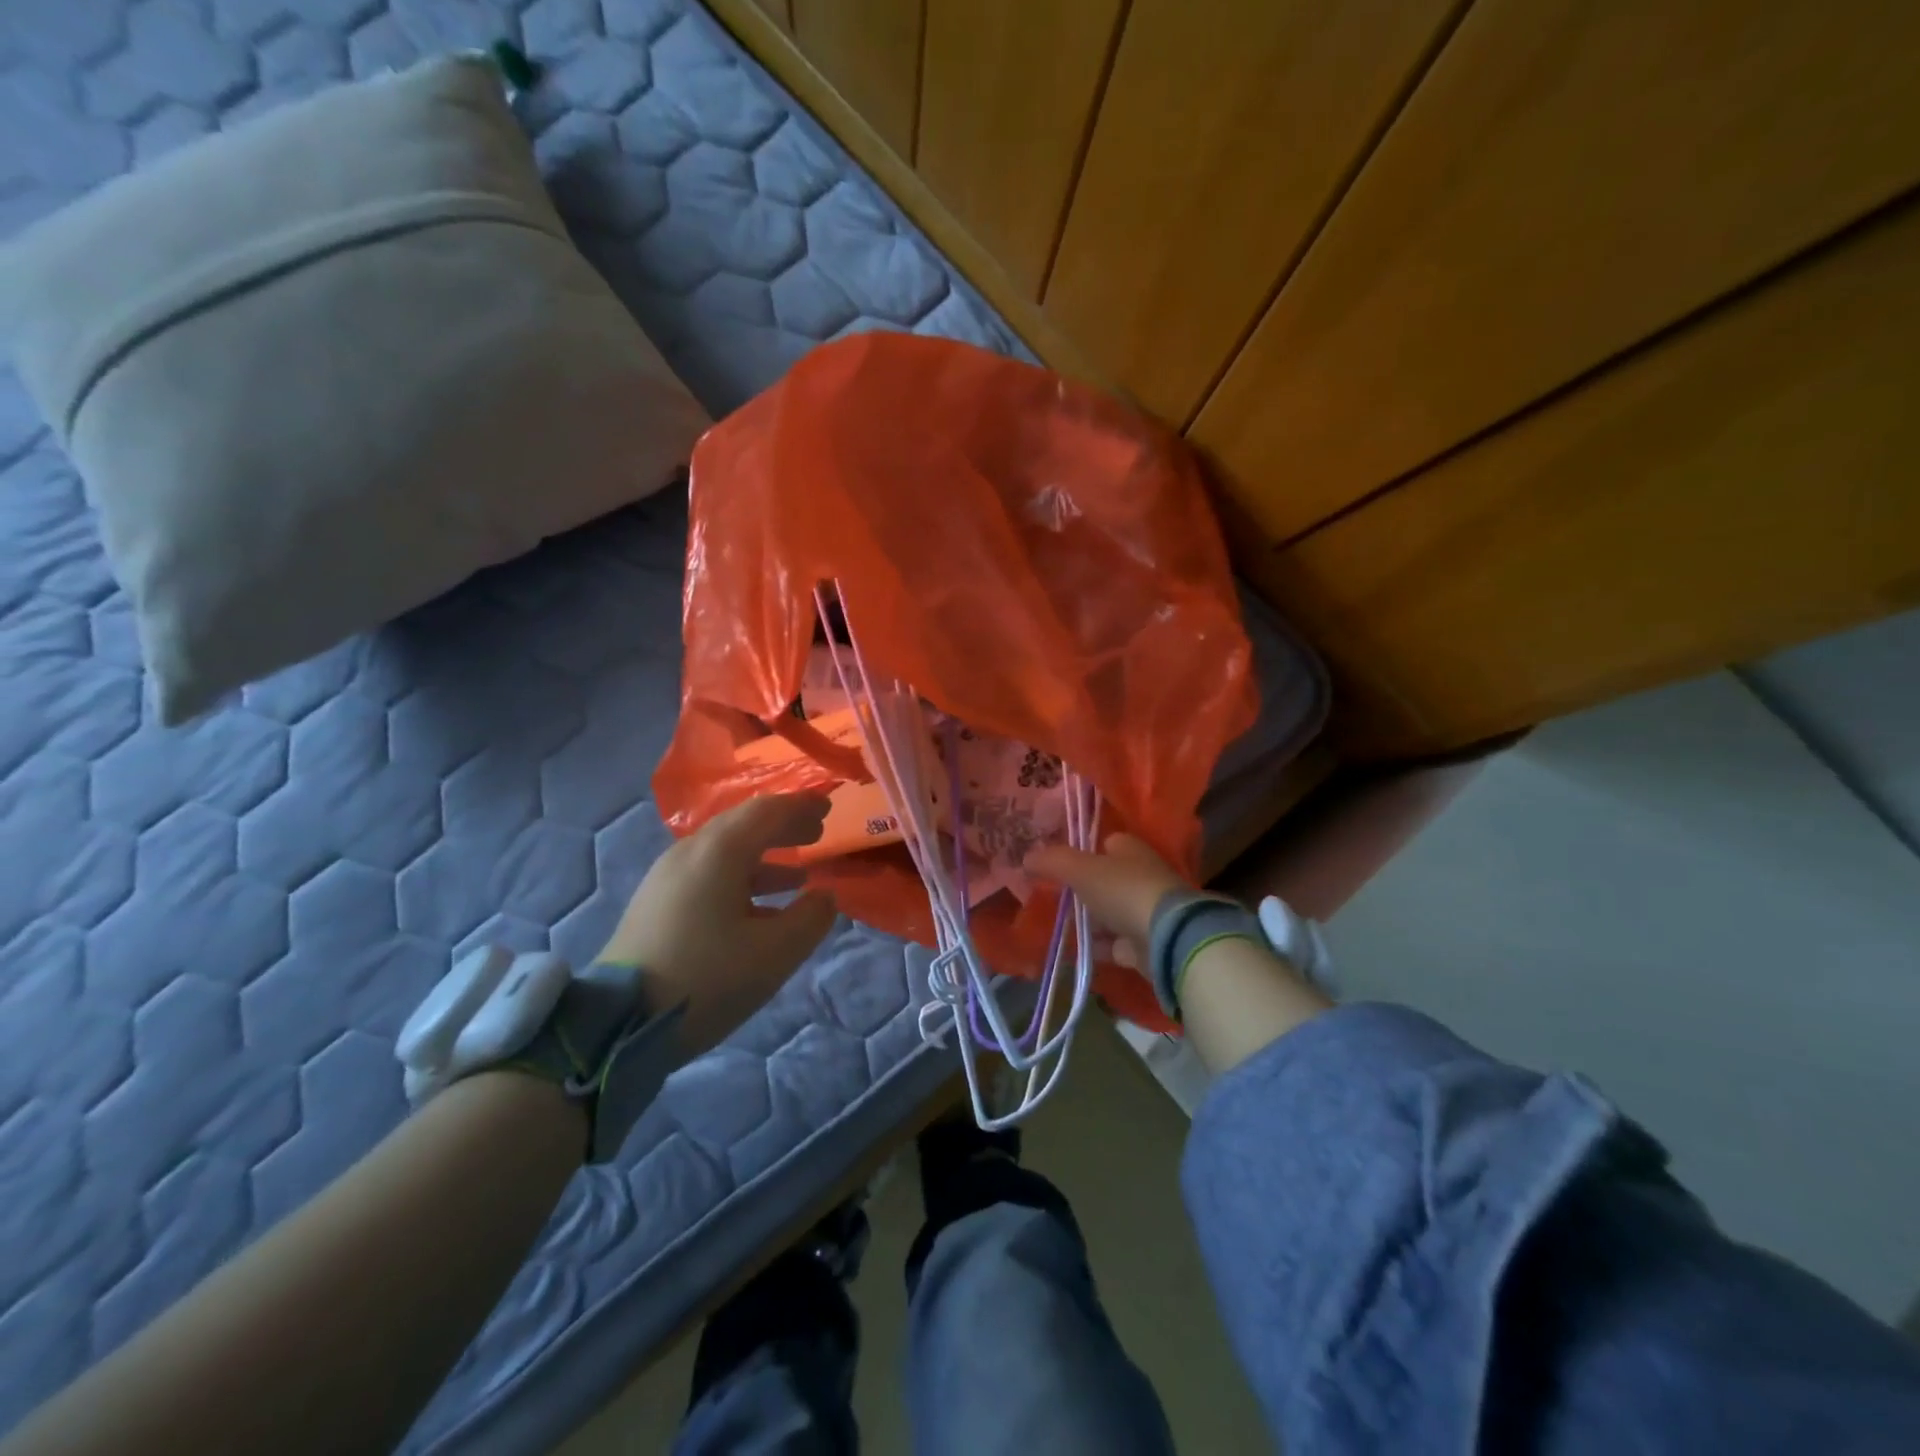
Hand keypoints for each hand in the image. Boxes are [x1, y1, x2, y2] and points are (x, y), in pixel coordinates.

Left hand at [601, 794, 838, 1055]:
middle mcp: (690, 853)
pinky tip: (761, 911)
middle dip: (783, 827)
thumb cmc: (706, 979)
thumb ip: (810, 918)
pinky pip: (708, 875)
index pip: (767, 811)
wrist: (618, 1023)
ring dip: (765, 857)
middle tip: (817, 834)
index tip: (829, 806)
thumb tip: (825, 896)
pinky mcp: (656, 904)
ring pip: (725, 853)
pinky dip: (742, 879)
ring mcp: (667, 878)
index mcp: (719, 852)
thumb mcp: (775, 953)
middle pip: (743, 825)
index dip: (801, 806)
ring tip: (799, 876)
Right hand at [1025, 833, 1189, 963]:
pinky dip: (1096, 946)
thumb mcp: (1080, 869)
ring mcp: (1146, 911)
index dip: (1083, 850)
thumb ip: (1052, 861)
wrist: (1167, 938)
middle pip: (1106, 879)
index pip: (1106, 843)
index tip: (1058, 864)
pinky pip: (1114, 943)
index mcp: (1130, 850)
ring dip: (1089, 920)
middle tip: (1054, 896)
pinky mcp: (1146, 943)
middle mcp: (1141, 876)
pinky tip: (1073, 951)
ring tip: (1057, 925)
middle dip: (1083, 888)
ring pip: (1110, 912)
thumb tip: (1025, 858)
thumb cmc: (1123, 890)